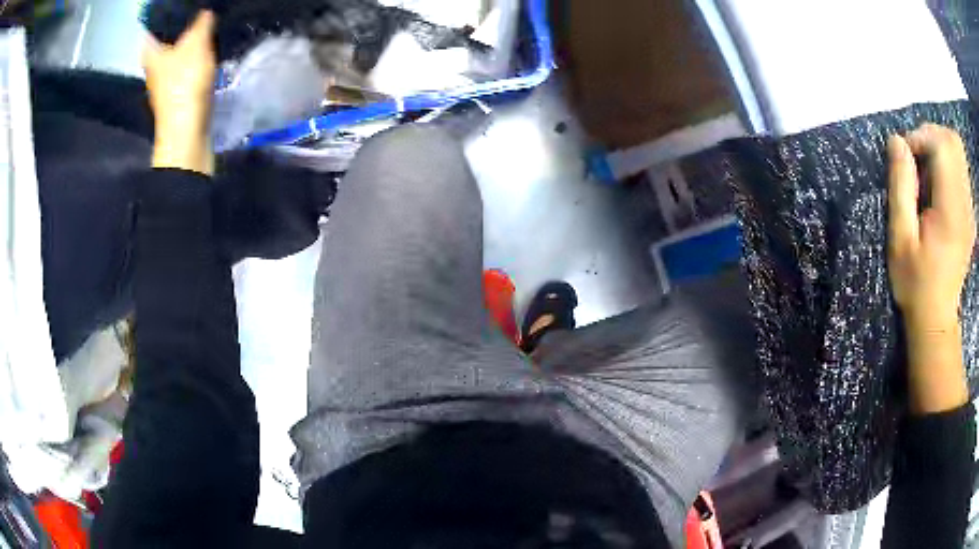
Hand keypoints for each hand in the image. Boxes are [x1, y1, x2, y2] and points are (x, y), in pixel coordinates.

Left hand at [143, 10, 216, 175]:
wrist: (186, 130)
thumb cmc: (185, 83)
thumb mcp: (197, 43)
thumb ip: (202, 23)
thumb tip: (205, 12)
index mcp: (151, 52)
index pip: (152, 26)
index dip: (164, 14)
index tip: (178, 5)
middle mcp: (152, 66)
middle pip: (163, 40)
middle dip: (177, 28)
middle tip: (195, 13)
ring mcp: (162, 82)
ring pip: (173, 54)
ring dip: (186, 44)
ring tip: (204, 29)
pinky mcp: (175, 94)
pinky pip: (182, 68)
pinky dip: (191, 60)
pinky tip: (203, 54)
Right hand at [888, 123, 975, 413]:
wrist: (937, 317)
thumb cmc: (915, 282)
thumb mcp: (900, 238)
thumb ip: (901, 187)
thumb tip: (896, 141)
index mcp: (951, 210)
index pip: (943, 146)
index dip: (921, 137)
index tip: (905, 155)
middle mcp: (965, 204)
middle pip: (954, 142)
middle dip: (932, 136)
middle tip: (916, 157)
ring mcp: (969, 208)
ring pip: (958, 151)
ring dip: (939, 148)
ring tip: (925, 171)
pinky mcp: (969, 212)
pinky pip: (960, 168)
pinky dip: (947, 163)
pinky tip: (936, 185)